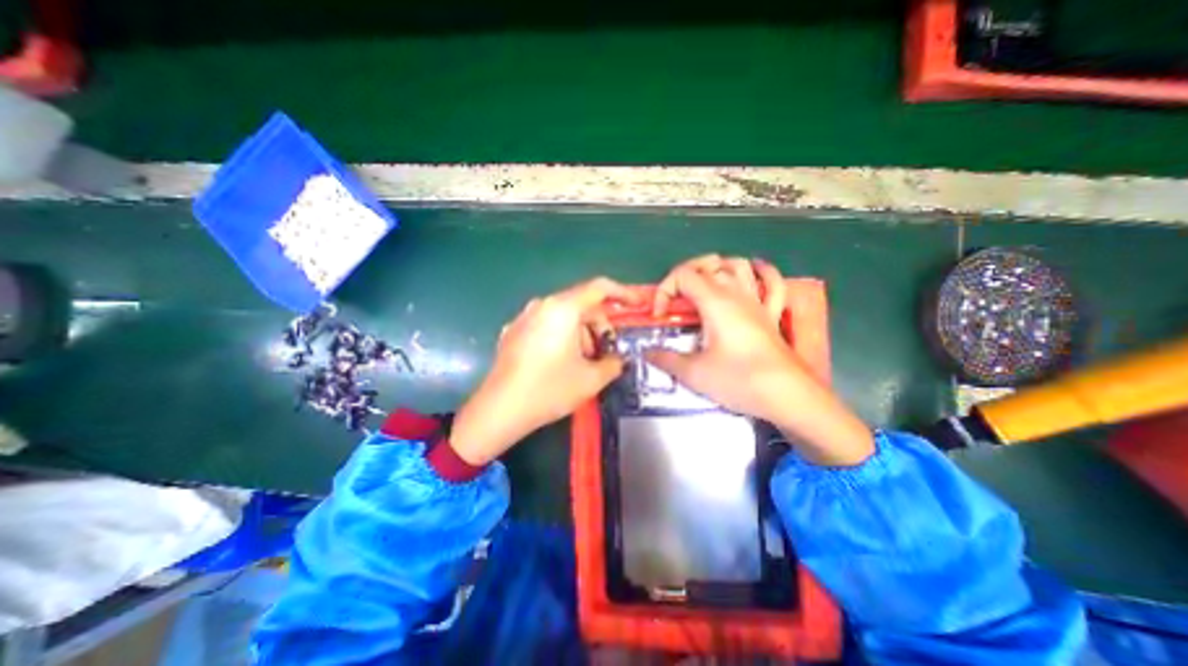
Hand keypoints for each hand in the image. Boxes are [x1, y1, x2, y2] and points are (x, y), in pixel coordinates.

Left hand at [452, 277, 640, 465]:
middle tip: (608, 350)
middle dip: (600, 324)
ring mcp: (525, 317)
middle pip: (582, 303)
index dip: (623, 293)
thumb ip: (613, 363)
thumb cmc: (549, 390)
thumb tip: (617, 359)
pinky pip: (547, 324)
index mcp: (563, 309)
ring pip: (564, 315)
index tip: (637, 305)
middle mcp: (542, 305)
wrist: (499, 409)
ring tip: (583, 362)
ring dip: (581, 333)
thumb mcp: (591, 379)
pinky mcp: (514, 331)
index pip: (600, 288)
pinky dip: (562, 335)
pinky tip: (560, 361)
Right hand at [648, 255, 868, 467]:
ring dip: (717, 268)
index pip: (683, 275)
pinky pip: (772, 283)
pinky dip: (761, 272)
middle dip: (685, 275)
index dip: (664, 290)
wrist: (787, 395)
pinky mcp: (772, 314)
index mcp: (715, 302)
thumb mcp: (694, 373)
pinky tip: (753, 274)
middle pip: (709, 263)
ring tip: (704, 285)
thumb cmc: (739, 380)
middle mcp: (736, 294)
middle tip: (675, 299)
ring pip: (739, 265)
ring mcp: (758, 301)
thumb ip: (666, 359)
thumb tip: (648, 353)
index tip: (661, 316)